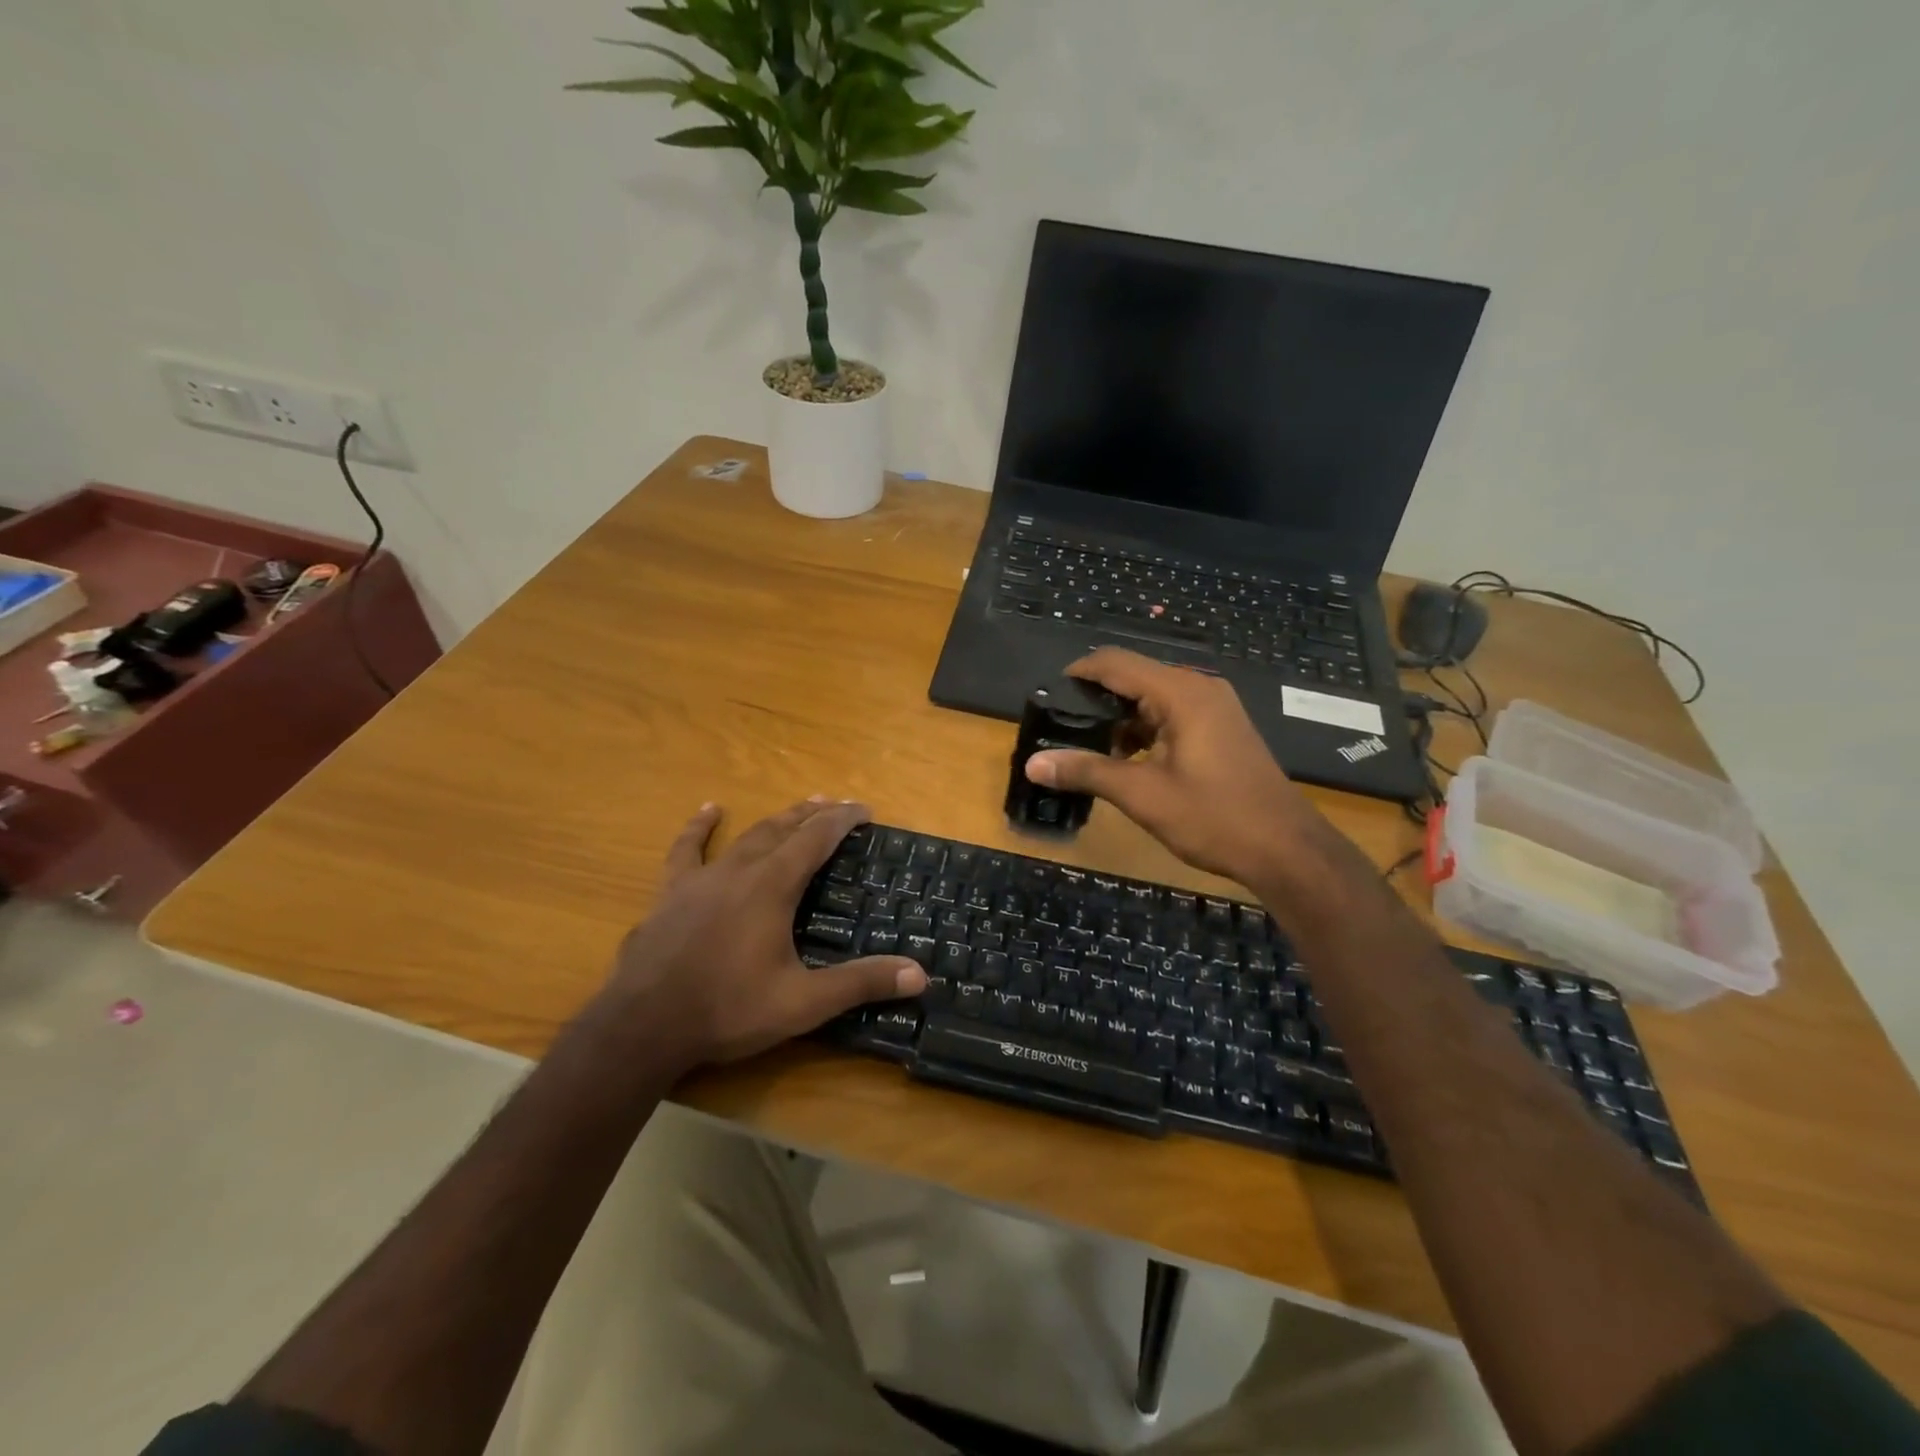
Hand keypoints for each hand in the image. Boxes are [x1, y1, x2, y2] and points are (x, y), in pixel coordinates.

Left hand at [599, 798, 925, 1074]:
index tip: (865, 810)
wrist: (643, 1026)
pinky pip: (687, 850)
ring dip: (775, 819)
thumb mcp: (802, 1003)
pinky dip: (700, 828)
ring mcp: (701, 879)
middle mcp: (740, 871)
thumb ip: (860, 984)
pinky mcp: (671, 893)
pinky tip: (709, 810)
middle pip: (783, 829)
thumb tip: (919, 974)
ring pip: (746, 836)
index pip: (816, 839)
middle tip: (836, 805)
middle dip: (813, 815)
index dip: (843, 821)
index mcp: (773, 887)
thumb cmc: (727, 1010)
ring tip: (797, 806)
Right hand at [1024, 648, 1336, 888]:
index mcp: (1181, 693)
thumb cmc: (1214, 817)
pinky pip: (1172, 714)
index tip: (1048, 696)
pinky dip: (1145, 729)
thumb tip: (1033, 764)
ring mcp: (1214, 708)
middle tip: (1061, 727)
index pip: (1116, 663)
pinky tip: (1126, 759)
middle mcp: (1199, 688)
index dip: (1078, 673)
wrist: (1286, 849)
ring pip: (1152, 698)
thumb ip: (1086, 771)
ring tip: (1087, 748)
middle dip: (1096, 699)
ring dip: (1120, 718)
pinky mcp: (1221, 728)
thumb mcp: (1142, 795)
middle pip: (1134, 677)